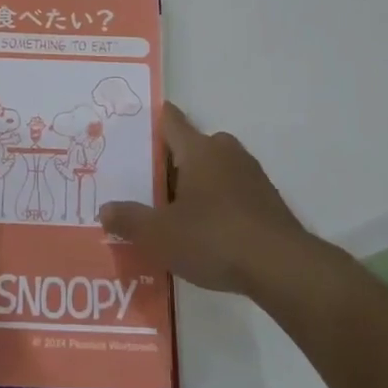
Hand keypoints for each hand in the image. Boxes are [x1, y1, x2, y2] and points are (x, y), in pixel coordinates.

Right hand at [98, 102, 307, 294]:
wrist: (283, 267)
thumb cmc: (215, 238)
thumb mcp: (160, 235)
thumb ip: (129, 220)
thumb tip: (105, 210)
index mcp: (198, 149)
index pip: (171, 120)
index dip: (152, 121)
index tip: (133, 129)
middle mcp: (225, 151)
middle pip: (191, 146)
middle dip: (169, 162)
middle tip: (144, 185)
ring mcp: (251, 175)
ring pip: (213, 169)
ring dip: (194, 184)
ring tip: (172, 212)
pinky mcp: (267, 200)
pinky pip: (231, 191)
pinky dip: (216, 203)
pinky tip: (205, 232)